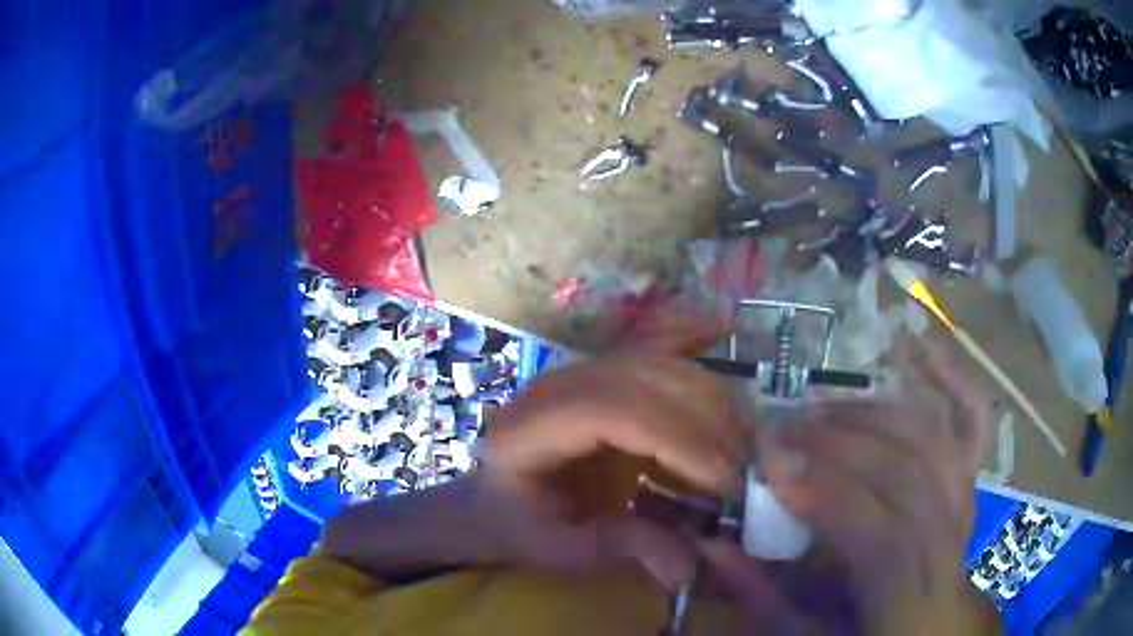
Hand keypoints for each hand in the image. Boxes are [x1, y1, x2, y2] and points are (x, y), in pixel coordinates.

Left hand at [324, 305, 746, 590]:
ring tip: (743, 441)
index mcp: (529, 429)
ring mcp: (576, 372)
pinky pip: (648, 345)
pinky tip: (722, 322)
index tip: (723, 480)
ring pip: (654, 364)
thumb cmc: (513, 527)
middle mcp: (553, 387)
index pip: (612, 413)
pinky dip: (689, 333)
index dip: (676, 440)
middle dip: (704, 421)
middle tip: (745, 467)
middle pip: (643, 380)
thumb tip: (688, 568)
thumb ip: (619, 548)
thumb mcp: (556, 550)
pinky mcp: (597, 372)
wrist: (486, 499)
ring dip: (708, 397)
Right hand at [699, 337, 999, 634]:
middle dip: (843, 442)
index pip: (882, 533)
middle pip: (909, 473)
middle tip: (786, 426)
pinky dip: (954, 378)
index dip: (829, 493)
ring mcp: (969, 504)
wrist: (927, 635)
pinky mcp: (971, 484)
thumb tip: (711, 545)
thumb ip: (763, 596)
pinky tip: (921, 345)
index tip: (772, 464)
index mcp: (913, 597)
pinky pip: (974, 422)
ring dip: (878, 412)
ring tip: (825, 405)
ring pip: (935, 438)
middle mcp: (953, 541)